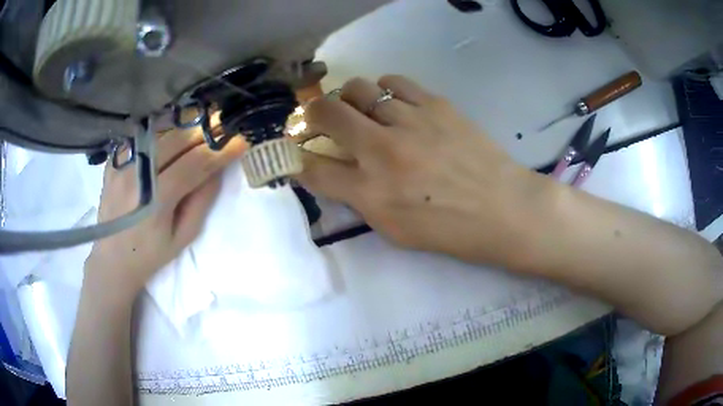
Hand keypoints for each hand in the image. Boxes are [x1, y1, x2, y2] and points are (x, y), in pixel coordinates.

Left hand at [85, 127, 244, 293]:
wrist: (111, 258)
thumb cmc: (150, 255)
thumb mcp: (182, 237)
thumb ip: (201, 201)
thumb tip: (218, 168)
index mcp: (155, 201)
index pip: (194, 164)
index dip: (220, 150)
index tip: (241, 140)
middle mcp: (136, 176)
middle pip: (176, 139)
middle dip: (205, 130)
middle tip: (225, 123)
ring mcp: (122, 165)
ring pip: (159, 131)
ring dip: (185, 124)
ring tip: (204, 122)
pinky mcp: (114, 160)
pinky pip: (142, 136)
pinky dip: (162, 129)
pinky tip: (174, 130)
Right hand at [296, 75, 548, 266]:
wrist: (503, 209)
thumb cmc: (450, 230)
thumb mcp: (395, 231)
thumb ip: (360, 200)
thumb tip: (337, 172)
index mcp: (371, 194)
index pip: (313, 168)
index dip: (298, 158)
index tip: (298, 153)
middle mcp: (382, 151)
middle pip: (325, 114)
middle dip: (309, 115)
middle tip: (316, 119)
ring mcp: (409, 122)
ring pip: (357, 88)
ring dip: (347, 97)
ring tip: (358, 108)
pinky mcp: (435, 104)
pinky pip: (395, 81)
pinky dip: (383, 88)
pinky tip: (390, 100)